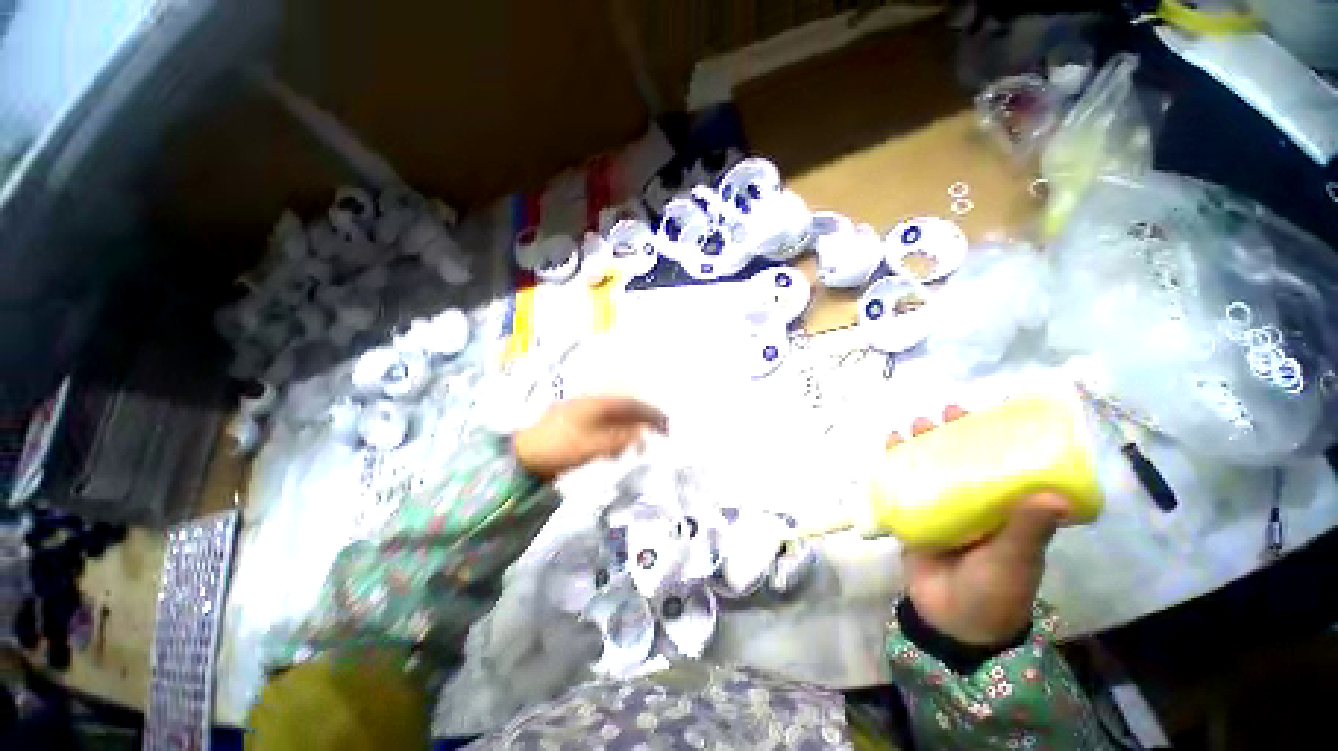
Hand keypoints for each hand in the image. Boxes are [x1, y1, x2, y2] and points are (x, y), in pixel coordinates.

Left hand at [515, 396, 667, 479]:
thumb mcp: (590, 446)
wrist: (522, 456)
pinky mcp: (577, 427)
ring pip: (615, 418)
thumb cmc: (557, 447)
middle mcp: (592, 404)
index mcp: (596, 404)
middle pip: (624, 409)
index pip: (630, 404)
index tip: (666, 423)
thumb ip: (618, 440)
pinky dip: (617, 436)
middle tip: (659, 434)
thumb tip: (640, 436)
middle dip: (643, 420)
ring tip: (640, 444)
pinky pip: (605, 427)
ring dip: (631, 429)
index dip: (650, 412)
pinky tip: (618, 448)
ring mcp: (583, 415)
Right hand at [892, 405, 1069, 645]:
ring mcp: (942, 507)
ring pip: (930, 466)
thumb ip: (1029, 529)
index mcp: (1004, 507)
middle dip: (951, 433)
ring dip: (921, 443)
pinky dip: (895, 463)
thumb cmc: (996, 590)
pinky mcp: (915, 515)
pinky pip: (903, 484)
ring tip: (914, 425)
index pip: (1002, 463)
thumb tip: (1055, 495)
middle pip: (961, 459)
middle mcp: (974, 501)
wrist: (952, 621)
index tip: (985, 412)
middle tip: (941, 414)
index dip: (994, 436)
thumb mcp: (1016, 559)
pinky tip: (889, 446)